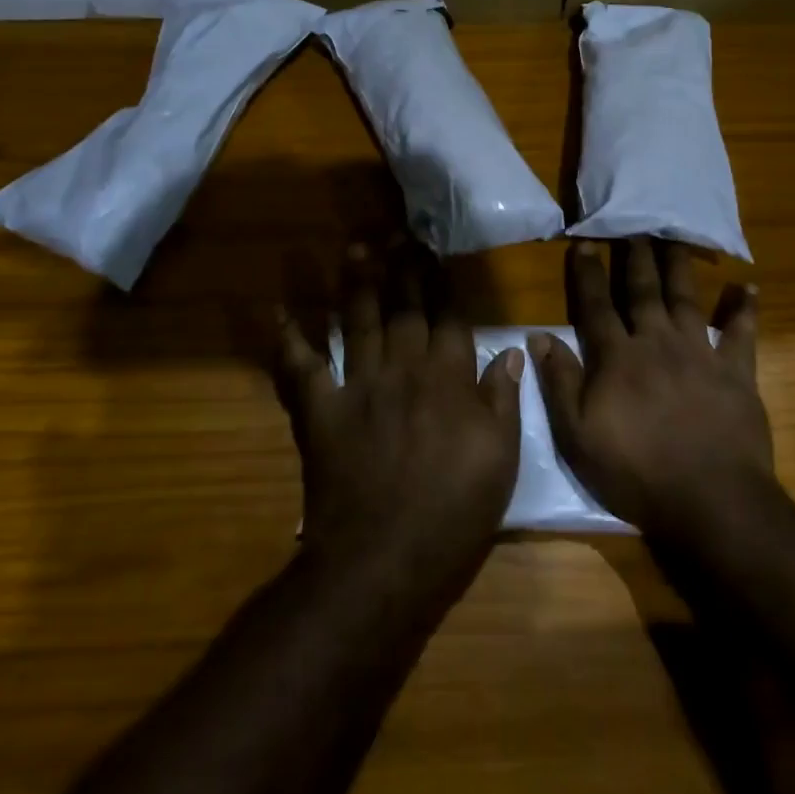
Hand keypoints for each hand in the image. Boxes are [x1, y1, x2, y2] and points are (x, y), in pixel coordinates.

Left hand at [275, 245, 520, 580]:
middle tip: (396, 233)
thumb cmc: (454, 512)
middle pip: (403, 307)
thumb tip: (512, 351)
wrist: (385, 560)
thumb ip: (503, 400)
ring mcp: (359, 386)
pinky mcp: (320, 411)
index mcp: (449, 378)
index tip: (434, 252)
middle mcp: (404, 369)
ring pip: (357, 321)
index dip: (441, 282)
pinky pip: (301, 367)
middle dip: (401, 267)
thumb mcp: (501, 459)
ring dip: (355, 282)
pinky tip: (281, 311)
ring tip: (356, 247)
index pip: (448, 316)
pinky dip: (289, 339)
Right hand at [532, 237, 770, 539]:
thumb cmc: (636, 472)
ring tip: (675, 238)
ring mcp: (699, 355)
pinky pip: (741, 334)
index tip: (584, 242)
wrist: (710, 501)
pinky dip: (744, 310)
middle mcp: (657, 343)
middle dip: (635, 258)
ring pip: (686, 300)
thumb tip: (538, 336)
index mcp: (617, 358)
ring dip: (679, 267)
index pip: (596, 306)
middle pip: (643, 292)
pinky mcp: (736, 373)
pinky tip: (749, 287)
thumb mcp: (578, 435)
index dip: (587, 274)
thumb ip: (559, 382)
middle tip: (633, 227)